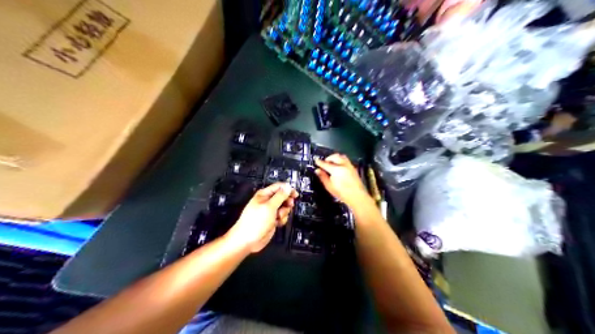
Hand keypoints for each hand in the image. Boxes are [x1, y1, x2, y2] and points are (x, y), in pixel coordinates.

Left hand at [225, 182, 296, 252]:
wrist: (248, 240)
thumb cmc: (255, 222)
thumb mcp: (269, 207)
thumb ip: (280, 196)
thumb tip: (287, 186)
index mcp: (264, 195)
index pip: (279, 187)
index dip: (288, 189)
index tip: (295, 194)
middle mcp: (267, 202)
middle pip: (283, 197)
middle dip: (287, 202)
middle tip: (289, 205)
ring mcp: (270, 212)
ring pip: (284, 208)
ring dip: (284, 213)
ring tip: (278, 217)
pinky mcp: (272, 220)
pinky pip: (282, 217)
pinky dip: (282, 220)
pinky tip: (277, 223)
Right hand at [313, 152, 370, 205]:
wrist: (357, 196)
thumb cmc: (342, 193)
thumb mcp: (329, 186)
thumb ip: (323, 177)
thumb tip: (317, 170)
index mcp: (336, 170)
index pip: (325, 164)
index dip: (320, 162)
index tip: (316, 161)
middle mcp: (343, 165)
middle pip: (334, 157)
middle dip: (328, 158)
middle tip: (324, 162)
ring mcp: (349, 166)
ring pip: (341, 156)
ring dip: (335, 157)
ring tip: (332, 162)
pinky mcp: (353, 168)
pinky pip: (346, 160)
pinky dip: (341, 160)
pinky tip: (339, 166)